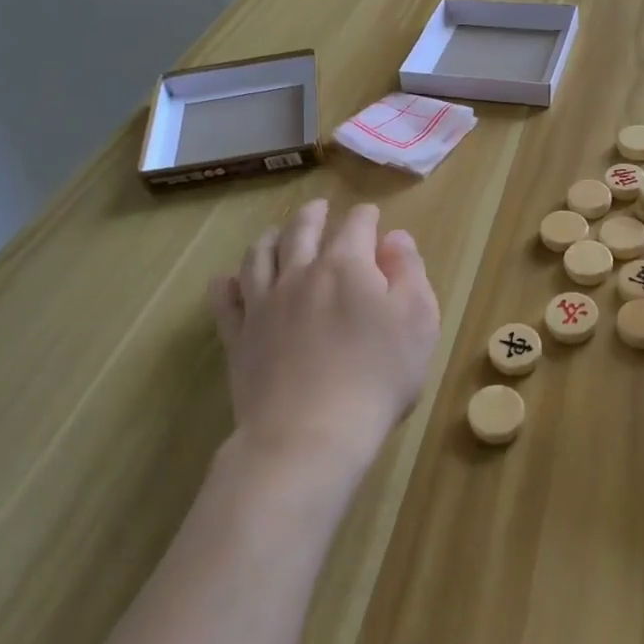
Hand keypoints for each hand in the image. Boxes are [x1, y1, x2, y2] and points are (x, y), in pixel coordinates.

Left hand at [209, 199, 439, 476]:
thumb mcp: (418, 321)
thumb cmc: (377, 377)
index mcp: (346, 265)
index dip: (366, 217)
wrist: (310, 435)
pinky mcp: (239, 337)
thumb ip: (409, 272)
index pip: (356, 225)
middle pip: (302, 230)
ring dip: (270, 238)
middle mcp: (300, 273)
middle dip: (314, 214)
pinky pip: (225, 300)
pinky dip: (227, 284)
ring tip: (275, 234)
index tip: (372, 217)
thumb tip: (395, 238)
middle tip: (320, 208)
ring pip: (259, 255)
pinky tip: (228, 280)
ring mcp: (263, 304)